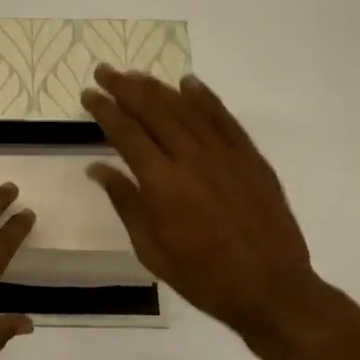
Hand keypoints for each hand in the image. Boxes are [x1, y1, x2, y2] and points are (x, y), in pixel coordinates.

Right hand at [82, 66, 335, 359]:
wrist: (270, 288)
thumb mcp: (151, 248)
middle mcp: (191, 158)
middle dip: (126, 88)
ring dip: (159, 88)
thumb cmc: (202, 277)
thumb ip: (125, 202)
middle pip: (154, 110)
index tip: (89, 94)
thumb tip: (97, 169)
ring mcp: (225, 154)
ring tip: (137, 75)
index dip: (105, 110)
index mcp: (162, 183)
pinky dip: (205, 98)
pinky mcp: (251, 158)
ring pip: (187, 109)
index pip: (126, 133)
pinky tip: (189, 83)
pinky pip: (224, 119)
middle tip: (106, 71)